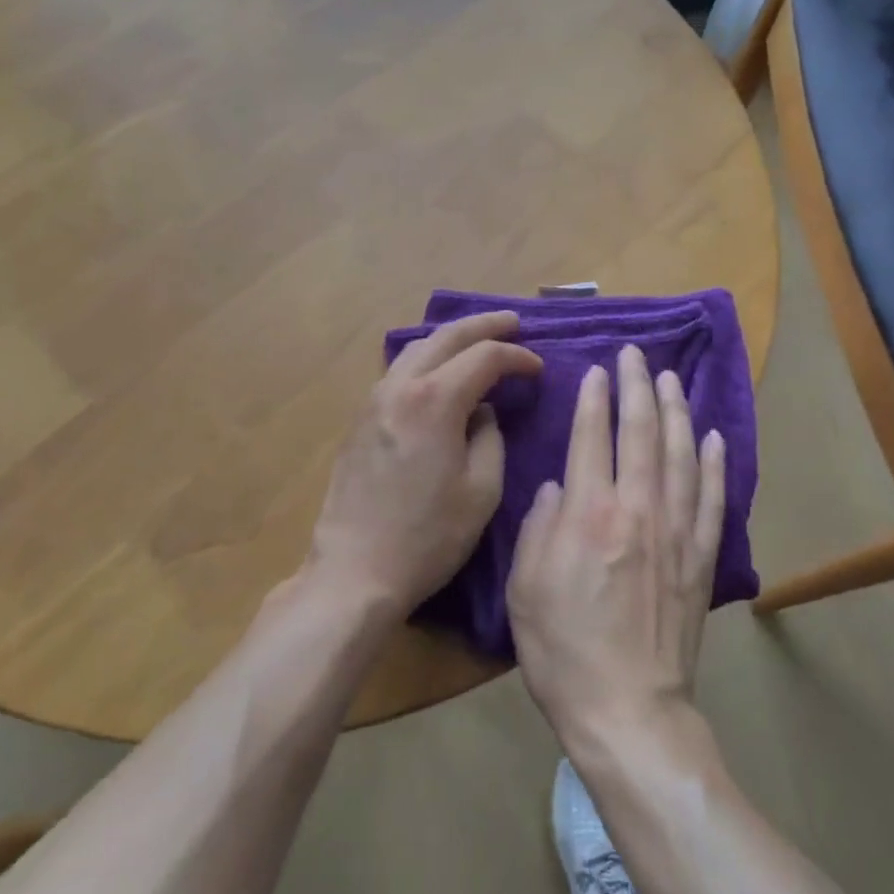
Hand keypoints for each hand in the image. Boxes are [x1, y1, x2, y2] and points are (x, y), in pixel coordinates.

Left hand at [305, 311, 541, 620]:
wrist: (355, 571)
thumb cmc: (428, 537)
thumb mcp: (481, 491)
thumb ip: (490, 439)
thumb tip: (482, 413)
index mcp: (435, 400)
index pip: (485, 357)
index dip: (517, 357)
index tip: (538, 369)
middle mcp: (400, 388)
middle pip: (446, 337)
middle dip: (484, 325)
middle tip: (513, 322)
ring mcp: (373, 401)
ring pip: (416, 349)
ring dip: (451, 339)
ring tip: (477, 341)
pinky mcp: (360, 421)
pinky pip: (398, 372)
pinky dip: (426, 360)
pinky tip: (438, 373)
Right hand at [506, 344, 725, 748]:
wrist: (627, 710)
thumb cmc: (563, 650)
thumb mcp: (525, 587)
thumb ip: (540, 526)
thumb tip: (559, 485)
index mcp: (589, 514)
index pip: (593, 437)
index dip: (595, 398)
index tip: (598, 370)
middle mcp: (637, 510)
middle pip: (641, 433)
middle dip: (637, 387)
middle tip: (636, 354)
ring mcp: (676, 532)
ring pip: (681, 456)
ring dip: (676, 412)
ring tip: (671, 380)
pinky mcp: (701, 559)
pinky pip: (712, 500)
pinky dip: (715, 466)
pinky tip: (715, 438)